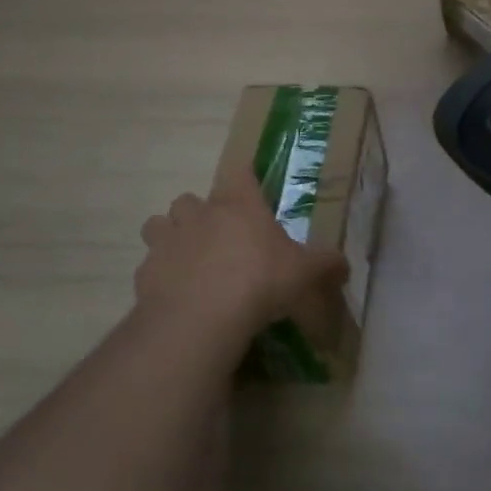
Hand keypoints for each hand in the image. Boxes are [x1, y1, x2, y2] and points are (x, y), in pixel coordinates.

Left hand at [135, 170, 348, 343]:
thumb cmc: (260, 281)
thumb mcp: (304, 273)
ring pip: (159, 224)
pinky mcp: (145, 271)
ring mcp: (168, 240)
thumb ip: (325, 264)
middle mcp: (199, 214)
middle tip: (218, 237)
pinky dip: (159, 273)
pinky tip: (174, 292)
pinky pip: (149, 264)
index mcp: (239, 205)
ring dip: (171, 236)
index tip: (249, 189)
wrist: (203, 316)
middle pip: (190, 198)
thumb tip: (345, 265)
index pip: (239, 173)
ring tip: (188, 259)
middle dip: (200, 213)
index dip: (244, 179)